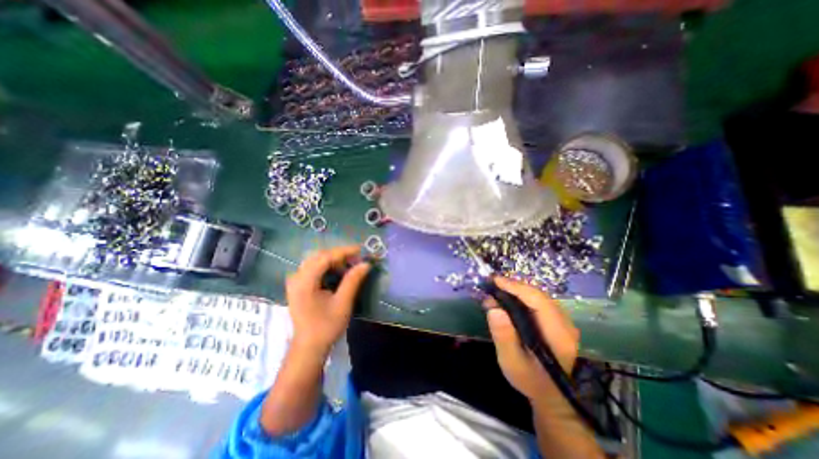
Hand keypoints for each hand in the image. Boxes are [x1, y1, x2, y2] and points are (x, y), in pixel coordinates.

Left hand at [286, 246, 368, 356]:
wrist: (309, 347)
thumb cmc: (326, 326)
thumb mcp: (343, 303)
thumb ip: (353, 280)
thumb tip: (366, 263)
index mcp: (304, 282)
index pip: (324, 257)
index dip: (344, 251)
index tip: (361, 250)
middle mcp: (296, 277)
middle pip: (319, 256)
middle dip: (339, 255)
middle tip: (356, 259)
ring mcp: (296, 281)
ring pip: (316, 260)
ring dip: (334, 260)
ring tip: (350, 265)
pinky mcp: (299, 285)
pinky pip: (314, 267)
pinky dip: (328, 266)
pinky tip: (338, 272)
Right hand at [482, 276, 577, 400]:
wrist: (551, 397)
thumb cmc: (530, 380)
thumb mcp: (512, 362)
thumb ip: (503, 336)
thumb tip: (493, 307)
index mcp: (557, 335)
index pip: (538, 301)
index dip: (516, 287)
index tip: (495, 281)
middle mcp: (565, 324)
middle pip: (539, 295)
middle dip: (514, 286)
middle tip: (492, 283)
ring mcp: (564, 322)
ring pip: (539, 296)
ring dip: (517, 289)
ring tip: (498, 288)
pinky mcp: (558, 322)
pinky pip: (539, 302)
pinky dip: (522, 296)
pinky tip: (509, 298)